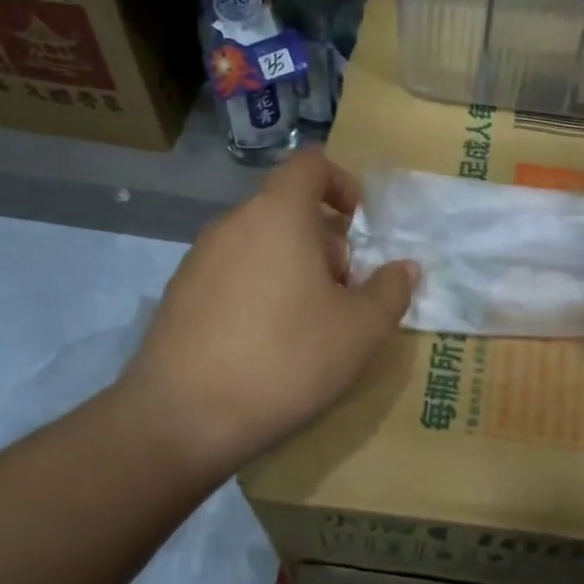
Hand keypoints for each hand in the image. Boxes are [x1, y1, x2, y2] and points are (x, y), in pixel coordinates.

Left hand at [107, 149, 417, 477]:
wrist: (182, 418)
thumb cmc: (286, 359)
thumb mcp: (360, 331)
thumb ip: (391, 291)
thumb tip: (405, 268)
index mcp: (278, 215)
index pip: (310, 165)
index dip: (342, 183)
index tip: (360, 224)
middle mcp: (233, 224)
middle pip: (288, 210)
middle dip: (326, 242)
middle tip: (345, 294)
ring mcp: (199, 259)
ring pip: (261, 244)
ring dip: (295, 269)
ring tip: (310, 324)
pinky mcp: (179, 295)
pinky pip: (233, 273)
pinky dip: (260, 289)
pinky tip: (268, 343)